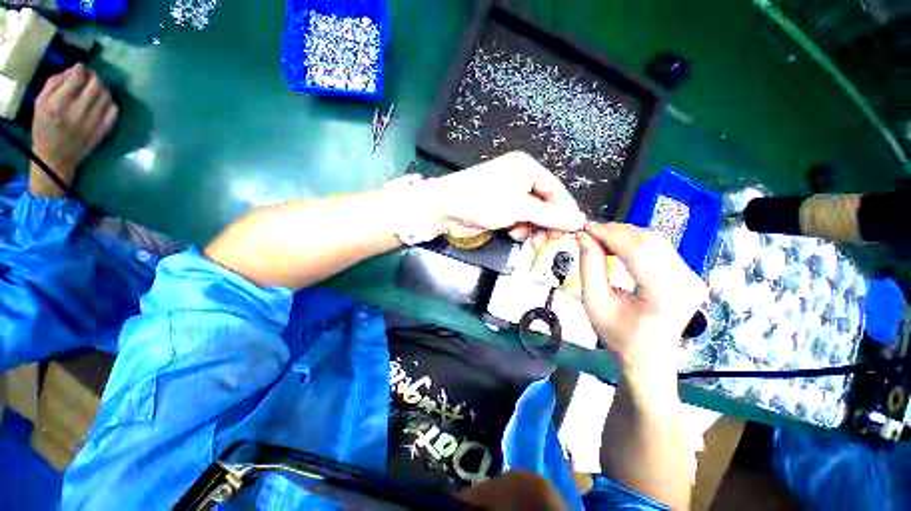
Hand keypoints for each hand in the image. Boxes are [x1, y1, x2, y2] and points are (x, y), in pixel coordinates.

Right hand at [29, 64, 117, 195]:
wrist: (56, 157)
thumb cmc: (44, 127)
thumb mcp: (40, 102)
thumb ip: (55, 82)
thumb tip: (75, 69)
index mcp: (58, 103)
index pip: (78, 77)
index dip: (82, 69)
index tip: (81, 69)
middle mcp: (77, 111)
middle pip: (96, 84)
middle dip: (94, 77)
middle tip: (89, 78)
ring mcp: (93, 121)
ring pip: (107, 96)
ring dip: (102, 89)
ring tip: (95, 90)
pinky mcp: (103, 130)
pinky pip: (114, 110)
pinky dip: (109, 102)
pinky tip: (101, 103)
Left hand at [421, 152, 585, 243]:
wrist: (446, 207)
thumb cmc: (485, 201)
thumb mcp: (520, 208)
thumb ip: (550, 215)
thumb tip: (578, 220)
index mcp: (527, 168)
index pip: (555, 189)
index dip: (565, 210)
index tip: (572, 230)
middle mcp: (519, 178)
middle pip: (543, 203)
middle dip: (547, 223)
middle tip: (549, 240)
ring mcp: (507, 193)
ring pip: (530, 213)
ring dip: (532, 228)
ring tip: (529, 240)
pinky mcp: (497, 206)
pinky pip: (517, 217)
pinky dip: (518, 227)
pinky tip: (513, 234)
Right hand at [577, 223, 706, 377]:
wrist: (648, 357)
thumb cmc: (618, 335)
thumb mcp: (594, 302)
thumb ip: (589, 267)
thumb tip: (583, 237)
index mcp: (664, 294)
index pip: (636, 250)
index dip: (608, 234)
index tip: (584, 228)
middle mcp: (686, 282)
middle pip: (649, 240)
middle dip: (615, 231)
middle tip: (589, 233)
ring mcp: (693, 277)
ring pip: (655, 240)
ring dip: (624, 235)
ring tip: (600, 239)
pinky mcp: (690, 275)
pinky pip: (660, 247)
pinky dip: (635, 242)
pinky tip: (618, 247)